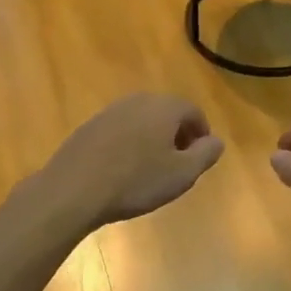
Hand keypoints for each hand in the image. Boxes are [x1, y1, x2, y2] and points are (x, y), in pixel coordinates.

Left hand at [36, 94, 224, 228]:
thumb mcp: (182, 174)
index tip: (200, 157)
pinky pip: (120, 131)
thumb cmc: (136, 181)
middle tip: (178, 163)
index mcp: (164, 107)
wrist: (74, 189)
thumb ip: (206, 154)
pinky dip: (129, 144)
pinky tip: (123, 170)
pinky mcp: (89, 126)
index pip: (193, 112)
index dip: (201, 134)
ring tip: (151, 168)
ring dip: (152, 139)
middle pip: (167, 113)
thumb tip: (216, 141)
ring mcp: (110, 111)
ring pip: (142, 121)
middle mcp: (138, 101)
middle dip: (177, 135)